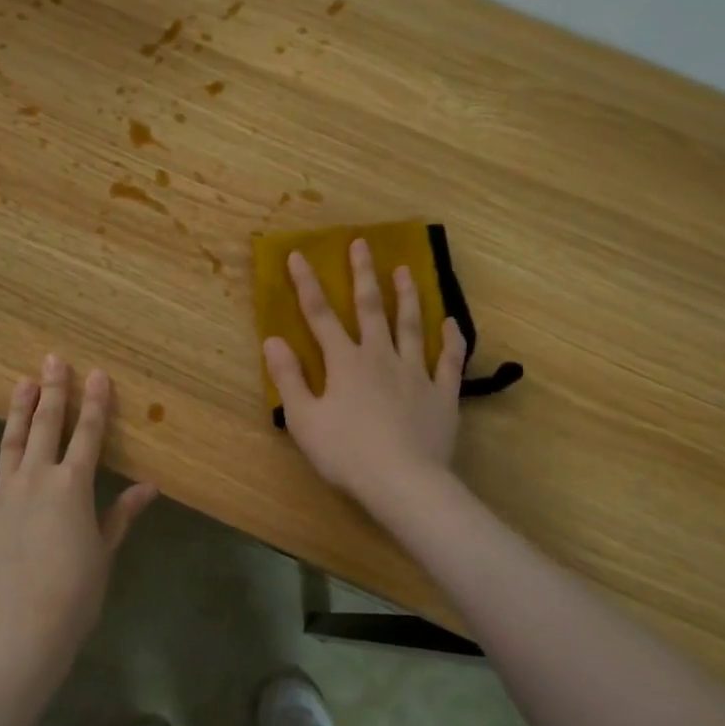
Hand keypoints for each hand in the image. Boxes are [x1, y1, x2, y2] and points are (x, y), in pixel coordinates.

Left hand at [0, 355, 157, 667]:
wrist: (18, 630)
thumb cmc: (73, 594)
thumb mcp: (104, 552)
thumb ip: (121, 514)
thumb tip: (149, 486)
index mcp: (73, 486)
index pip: (89, 434)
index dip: (95, 402)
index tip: (96, 374)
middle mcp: (37, 478)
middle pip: (47, 425)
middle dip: (54, 390)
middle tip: (53, 359)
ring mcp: (1, 493)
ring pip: (11, 441)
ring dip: (18, 410)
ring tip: (22, 382)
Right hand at [262, 239, 466, 503]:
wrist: (402, 482)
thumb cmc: (345, 453)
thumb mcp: (304, 419)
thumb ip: (288, 377)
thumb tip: (273, 340)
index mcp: (344, 362)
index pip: (320, 315)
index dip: (307, 284)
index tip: (299, 255)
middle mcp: (380, 357)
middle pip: (371, 308)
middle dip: (363, 275)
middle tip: (362, 243)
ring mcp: (415, 373)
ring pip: (411, 326)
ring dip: (408, 296)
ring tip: (406, 270)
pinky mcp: (442, 394)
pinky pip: (449, 361)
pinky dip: (451, 340)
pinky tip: (452, 323)